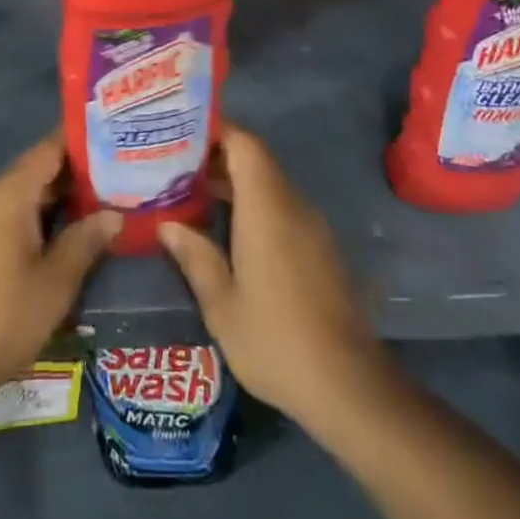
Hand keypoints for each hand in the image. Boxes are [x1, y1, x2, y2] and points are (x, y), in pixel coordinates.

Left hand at [0, 131, 121, 411]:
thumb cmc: (1, 319)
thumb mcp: (55, 283)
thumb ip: (86, 241)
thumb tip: (113, 214)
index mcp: (9, 193)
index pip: (50, 148)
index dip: (82, 140)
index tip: (115, 136)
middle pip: (39, 170)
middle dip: (78, 173)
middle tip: (122, 174)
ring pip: (26, 195)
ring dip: (60, 199)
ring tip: (104, 201)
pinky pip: (12, 215)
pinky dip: (40, 217)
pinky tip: (67, 233)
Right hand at [160, 123, 388, 433]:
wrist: (350, 387)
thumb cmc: (276, 341)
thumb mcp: (222, 305)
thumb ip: (195, 257)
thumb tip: (169, 225)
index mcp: (267, 208)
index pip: (244, 143)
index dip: (215, 131)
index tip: (182, 135)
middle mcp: (293, 205)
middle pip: (255, 160)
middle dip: (216, 158)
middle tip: (174, 168)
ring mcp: (312, 227)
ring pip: (269, 184)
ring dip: (234, 183)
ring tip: (193, 197)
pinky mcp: (322, 248)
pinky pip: (283, 208)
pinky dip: (254, 206)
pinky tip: (229, 232)